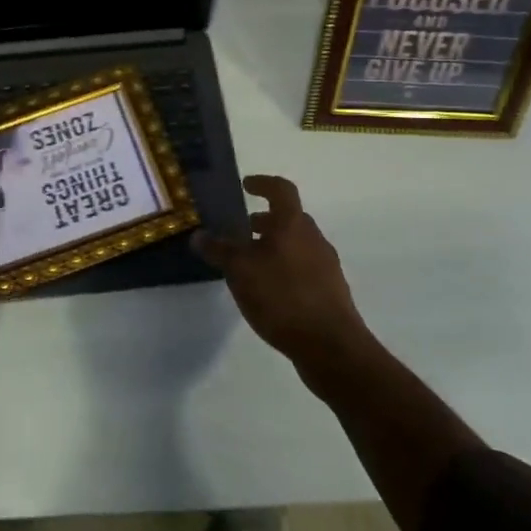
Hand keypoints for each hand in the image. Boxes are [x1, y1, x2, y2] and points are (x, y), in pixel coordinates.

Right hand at [194, 175, 368, 369]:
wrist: (331, 347)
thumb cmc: (282, 297)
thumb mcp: (240, 272)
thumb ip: (219, 251)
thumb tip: (199, 235)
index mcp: (293, 224)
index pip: (281, 190)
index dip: (263, 183)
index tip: (246, 186)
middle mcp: (314, 238)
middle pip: (289, 218)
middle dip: (265, 221)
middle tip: (242, 230)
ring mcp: (326, 266)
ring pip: (297, 245)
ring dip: (274, 246)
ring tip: (250, 264)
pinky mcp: (330, 292)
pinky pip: (304, 268)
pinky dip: (285, 268)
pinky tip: (269, 291)